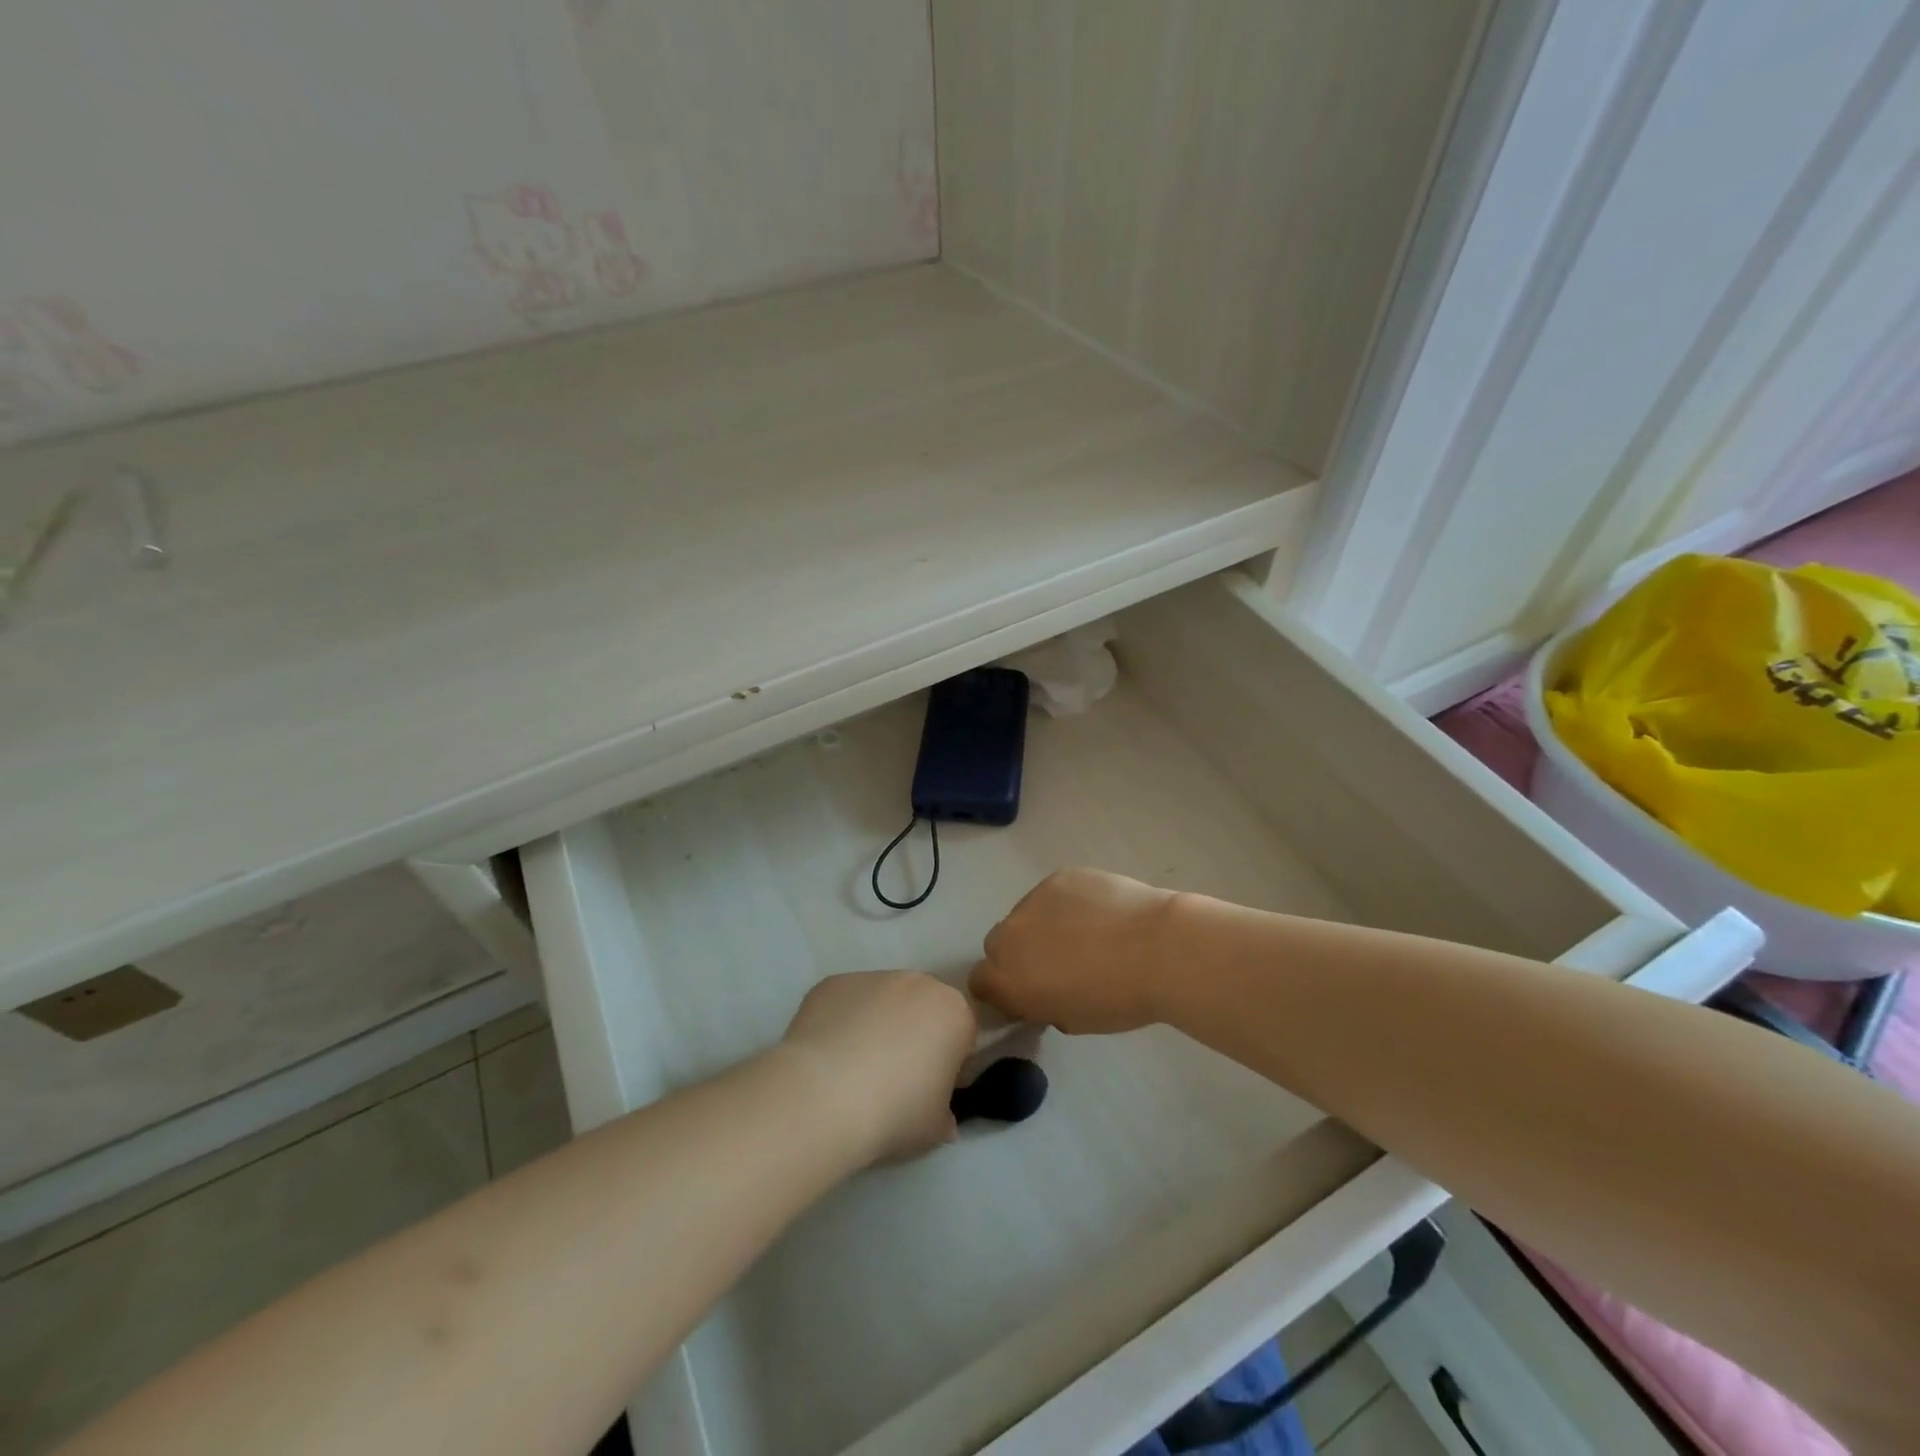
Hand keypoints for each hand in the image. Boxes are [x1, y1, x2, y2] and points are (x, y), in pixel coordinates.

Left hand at [780, 971, 975, 1164]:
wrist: (824, 1096)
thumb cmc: (895, 1111)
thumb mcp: (936, 1128)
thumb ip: (944, 1114)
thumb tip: (940, 1117)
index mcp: (953, 1012)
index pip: (961, 1035)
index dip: (949, 1064)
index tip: (930, 1091)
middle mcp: (917, 983)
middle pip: (922, 1009)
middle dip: (913, 1036)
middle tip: (893, 1079)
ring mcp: (872, 977)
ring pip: (882, 1002)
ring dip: (876, 1026)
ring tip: (853, 1070)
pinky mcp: (833, 982)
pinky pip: (845, 1003)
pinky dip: (841, 1023)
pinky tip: (827, 1057)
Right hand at [969, 868, 1177, 1034]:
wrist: (1156, 949)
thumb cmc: (1118, 999)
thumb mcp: (1073, 1020)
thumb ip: (1044, 1004)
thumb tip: (1045, 991)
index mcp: (1007, 980)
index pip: (981, 981)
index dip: (1003, 987)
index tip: (1029, 992)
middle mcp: (1009, 936)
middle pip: (999, 944)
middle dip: (1020, 953)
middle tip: (1058, 962)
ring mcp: (1032, 901)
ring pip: (1027, 914)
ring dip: (1043, 925)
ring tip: (1086, 933)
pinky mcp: (1058, 877)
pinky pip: (1053, 894)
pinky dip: (1068, 903)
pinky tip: (1100, 912)